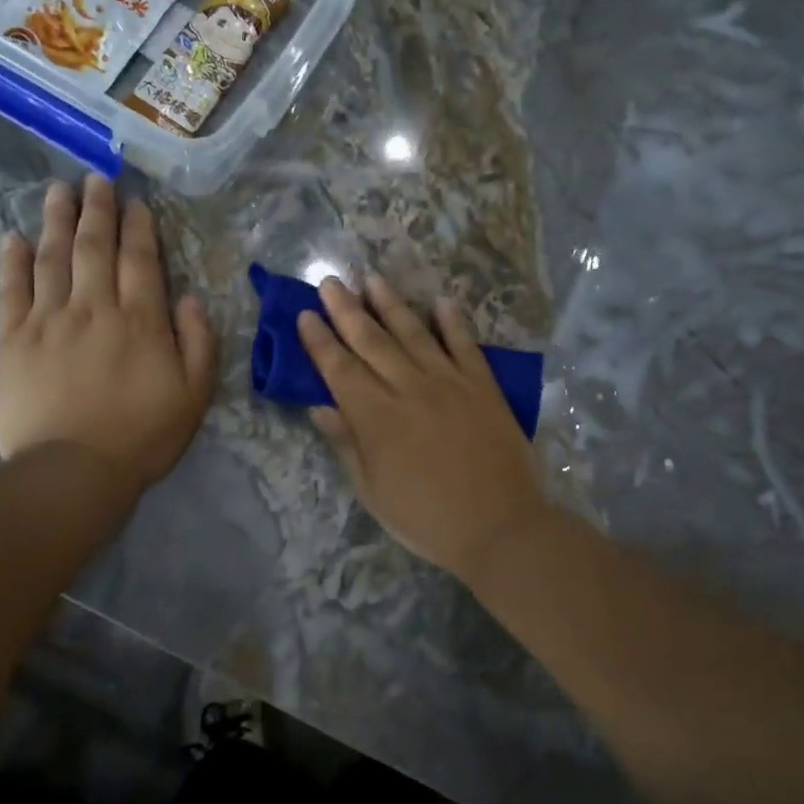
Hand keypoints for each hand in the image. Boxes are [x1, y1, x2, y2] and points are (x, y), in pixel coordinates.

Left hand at [0, 176, 216, 488]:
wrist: (74, 471)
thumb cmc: (143, 436)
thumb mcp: (194, 395)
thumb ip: (199, 343)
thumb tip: (190, 300)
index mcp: (140, 320)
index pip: (140, 260)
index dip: (138, 227)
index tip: (135, 202)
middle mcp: (94, 308)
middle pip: (94, 247)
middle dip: (97, 209)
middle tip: (95, 178)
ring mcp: (49, 320)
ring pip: (53, 258)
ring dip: (56, 220)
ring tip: (58, 190)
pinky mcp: (14, 340)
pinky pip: (11, 290)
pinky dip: (13, 261)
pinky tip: (14, 237)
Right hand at [297, 273, 548, 581]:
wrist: (499, 525)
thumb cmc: (426, 518)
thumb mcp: (373, 491)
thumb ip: (347, 444)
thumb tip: (320, 406)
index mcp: (375, 417)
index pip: (339, 368)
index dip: (319, 341)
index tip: (304, 314)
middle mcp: (408, 388)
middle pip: (371, 341)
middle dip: (346, 310)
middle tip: (330, 282)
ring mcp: (449, 382)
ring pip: (414, 333)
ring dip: (391, 304)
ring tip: (373, 278)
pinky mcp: (483, 385)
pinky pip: (465, 345)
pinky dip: (453, 321)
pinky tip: (441, 301)